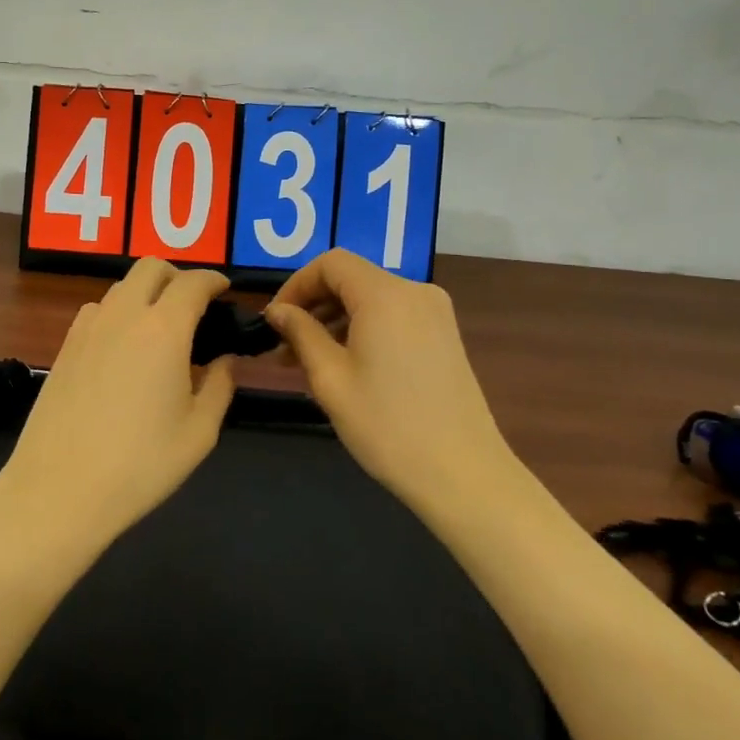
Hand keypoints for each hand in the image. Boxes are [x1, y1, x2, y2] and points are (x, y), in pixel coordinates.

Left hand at [0, 258, 236, 555]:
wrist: (59, 490)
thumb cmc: (140, 464)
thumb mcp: (199, 433)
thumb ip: (219, 387)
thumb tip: (225, 361)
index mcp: (164, 329)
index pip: (193, 283)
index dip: (214, 280)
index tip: (226, 290)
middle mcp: (124, 315)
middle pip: (151, 267)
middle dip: (178, 276)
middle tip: (194, 305)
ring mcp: (88, 328)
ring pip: (121, 287)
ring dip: (146, 293)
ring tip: (159, 329)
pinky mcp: (65, 347)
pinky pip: (97, 310)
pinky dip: (117, 312)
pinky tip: (122, 346)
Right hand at [267, 250, 510, 517]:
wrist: (465, 476)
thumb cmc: (388, 426)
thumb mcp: (330, 379)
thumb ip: (300, 333)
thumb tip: (277, 311)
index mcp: (385, 294)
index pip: (330, 263)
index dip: (296, 285)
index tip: (274, 322)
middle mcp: (414, 291)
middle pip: (352, 278)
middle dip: (314, 306)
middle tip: (284, 347)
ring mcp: (435, 313)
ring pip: (372, 298)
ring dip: (336, 320)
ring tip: (308, 362)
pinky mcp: (444, 335)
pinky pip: (393, 316)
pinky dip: (363, 329)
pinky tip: (346, 366)